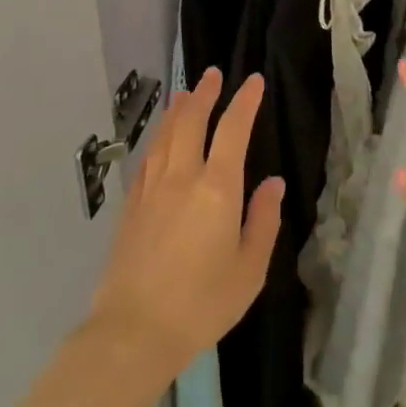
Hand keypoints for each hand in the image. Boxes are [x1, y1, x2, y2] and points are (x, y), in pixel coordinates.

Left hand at [88, 69, 282, 383]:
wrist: (134, 331)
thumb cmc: (202, 304)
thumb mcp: (249, 270)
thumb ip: (263, 221)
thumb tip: (273, 183)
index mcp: (217, 189)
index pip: (233, 131)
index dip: (245, 102)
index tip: (254, 81)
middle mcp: (182, 177)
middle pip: (192, 121)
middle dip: (205, 94)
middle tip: (213, 75)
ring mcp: (152, 189)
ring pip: (166, 135)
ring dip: (178, 110)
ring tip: (186, 94)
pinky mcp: (132, 205)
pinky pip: (148, 158)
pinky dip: (159, 139)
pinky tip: (161, 139)